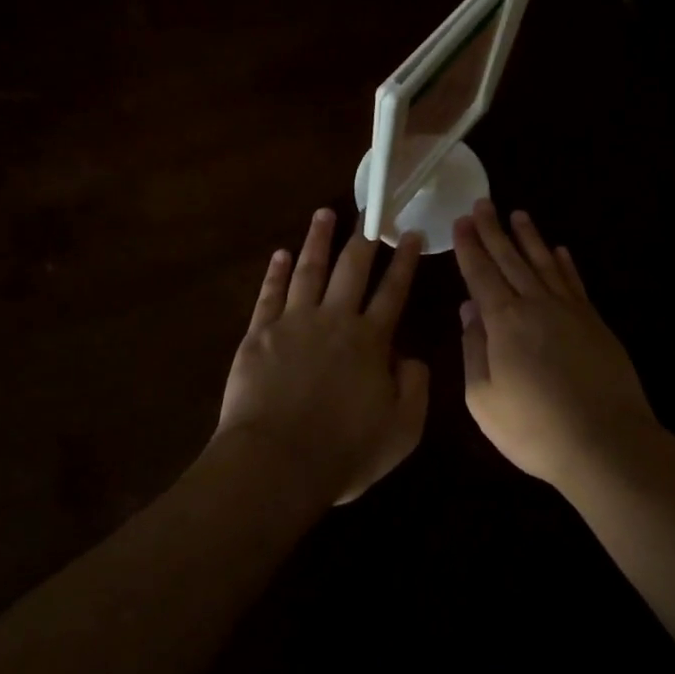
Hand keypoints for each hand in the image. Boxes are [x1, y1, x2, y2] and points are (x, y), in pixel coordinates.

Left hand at [214, 208, 428, 505]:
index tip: (409, 233)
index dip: (404, 261)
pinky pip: (269, 294)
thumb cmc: (343, 451)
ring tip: (324, 213)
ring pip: (309, 270)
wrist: (276, 463)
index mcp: (370, 341)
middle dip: (363, 237)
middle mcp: (335, 320)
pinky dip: (275, 272)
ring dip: (318, 240)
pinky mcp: (259, 334)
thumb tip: (411, 356)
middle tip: (369, 209)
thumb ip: (415, 388)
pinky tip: (280, 254)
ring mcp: (294, 323)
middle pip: (352, 268)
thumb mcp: (402, 430)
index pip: (392, 291)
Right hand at [454, 201, 659, 491]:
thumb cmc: (535, 428)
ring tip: (518, 214)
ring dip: (529, 237)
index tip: (460, 221)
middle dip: (493, 230)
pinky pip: (574, 282)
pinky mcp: (594, 322)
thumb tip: (469, 310)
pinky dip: (564, 263)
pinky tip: (559, 250)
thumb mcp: (484, 399)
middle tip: (482, 203)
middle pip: (510, 258)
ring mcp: (569, 310)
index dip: (469, 246)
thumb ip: (474, 350)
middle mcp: (535, 304)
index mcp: (504, 321)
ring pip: (543, 263)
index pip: (481, 273)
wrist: (606, 442)